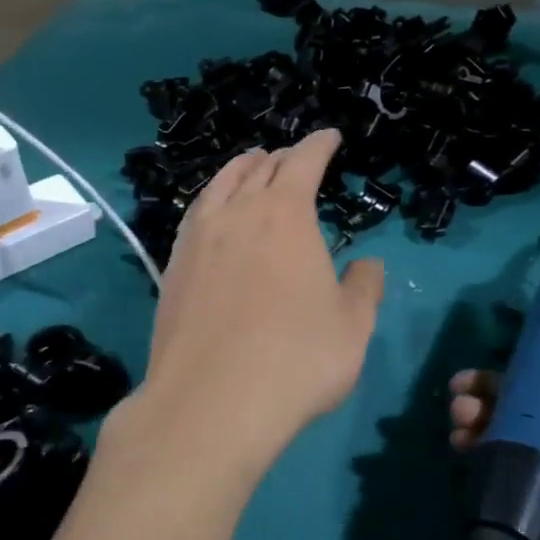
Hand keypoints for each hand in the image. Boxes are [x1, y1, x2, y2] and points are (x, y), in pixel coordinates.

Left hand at [119, 129, 384, 485]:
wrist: (210, 403)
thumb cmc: (296, 359)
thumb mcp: (352, 326)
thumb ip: (365, 287)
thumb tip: (367, 264)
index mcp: (285, 213)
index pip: (304, 161)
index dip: (320, 144)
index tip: (330, 136)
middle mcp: (237, 213)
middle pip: (259, 168)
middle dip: (282, 158)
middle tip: (295, 159)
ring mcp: (197, 238)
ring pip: (220, 185)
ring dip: (241, 170)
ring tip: (252, 167)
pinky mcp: (172, 267)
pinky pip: (196, 214)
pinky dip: (213, 200)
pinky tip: (216, 215)